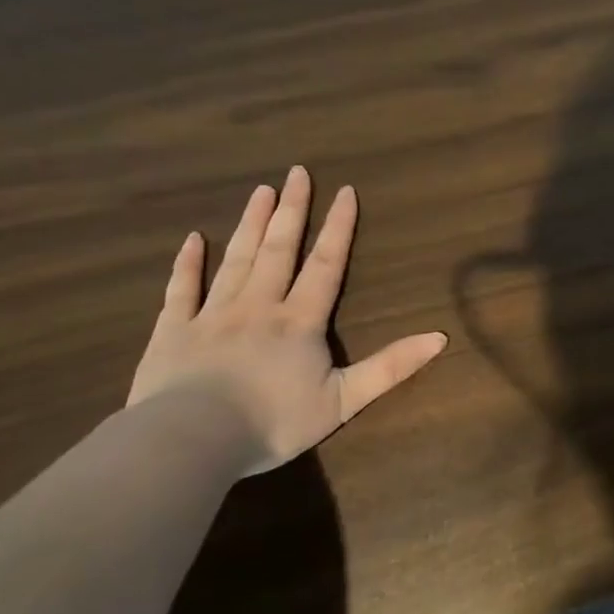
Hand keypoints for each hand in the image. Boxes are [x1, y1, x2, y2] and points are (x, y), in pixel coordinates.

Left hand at [127, 168, 447, 474]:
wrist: (192, 441)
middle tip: (297, 172)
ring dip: (250, 224)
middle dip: (292, 210)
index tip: (344, 190)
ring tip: (261, 191)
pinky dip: (187, 264)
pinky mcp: (173, 331)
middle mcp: (259, 306)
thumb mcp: (344, 400)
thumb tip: (440, 337)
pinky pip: (182, 290)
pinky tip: (192, 239)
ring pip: (236, 260)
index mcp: (299, 321)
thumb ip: (391, 367)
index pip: (325, 264)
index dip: (338, 227)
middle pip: (279, 250)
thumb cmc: (273, 422)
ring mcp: (213, 315)